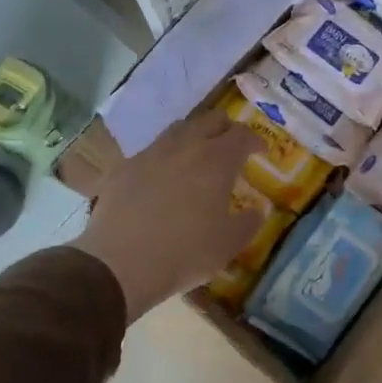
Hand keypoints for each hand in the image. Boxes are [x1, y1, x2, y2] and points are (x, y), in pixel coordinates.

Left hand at [72, 112, 265, 321]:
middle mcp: (185, 146)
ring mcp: (151, 153)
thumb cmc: (185, 252)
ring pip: (178, 129)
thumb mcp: (229, 244)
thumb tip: (256, 210)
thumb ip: (249, 222)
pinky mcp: (124, 167)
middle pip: (211, 119)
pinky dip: (164, 157)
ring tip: (197, 156)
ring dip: (194, 136)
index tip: (261, 152)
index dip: (255, 140)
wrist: (120, 263)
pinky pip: (151, 151)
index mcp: (217, 160)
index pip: (242, 134)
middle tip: (232, 147)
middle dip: (226, 129)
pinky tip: (161, 177)